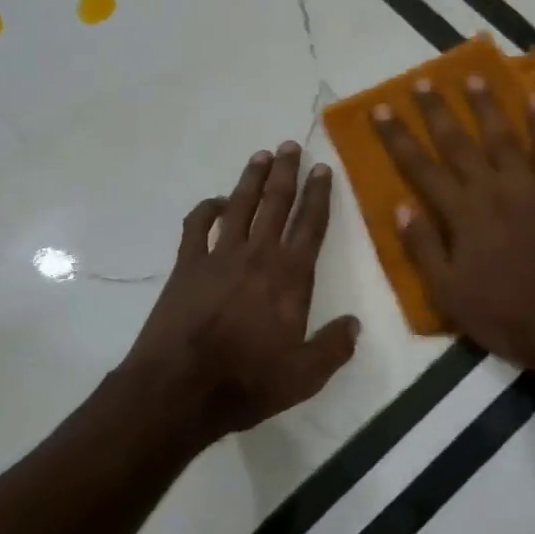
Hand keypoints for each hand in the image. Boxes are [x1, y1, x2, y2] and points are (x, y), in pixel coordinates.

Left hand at [123, 141, 359, 444]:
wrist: (180, 388)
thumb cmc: (247, 381)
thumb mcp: (305, 375)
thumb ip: (334, 347)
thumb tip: (355, 324)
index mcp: (290, 276)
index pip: (310, 225)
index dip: (319, 195)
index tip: (322, 168)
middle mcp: (258, 255)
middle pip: (276, 203)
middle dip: (286, 172)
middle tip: (291, 144)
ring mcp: (219, 256)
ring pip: (241, 205)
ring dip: (252, 179)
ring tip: (261, 155)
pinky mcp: (187, 265)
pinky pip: (197, 226)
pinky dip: (207, 209)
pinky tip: (216, 201)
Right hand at [373, 76, 534, 371]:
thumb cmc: (503, 315)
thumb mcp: (448, 292)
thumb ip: (422, 246)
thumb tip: (399, 205)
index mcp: (462, 214)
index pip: (420, 167)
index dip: (398, 137)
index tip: (380, 109)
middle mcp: (493, 190)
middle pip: (458, 142)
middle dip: (437, 110)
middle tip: (422, 81)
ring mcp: (531, 188)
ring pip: (504, 136)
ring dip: (486, 105)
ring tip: (472, 77)